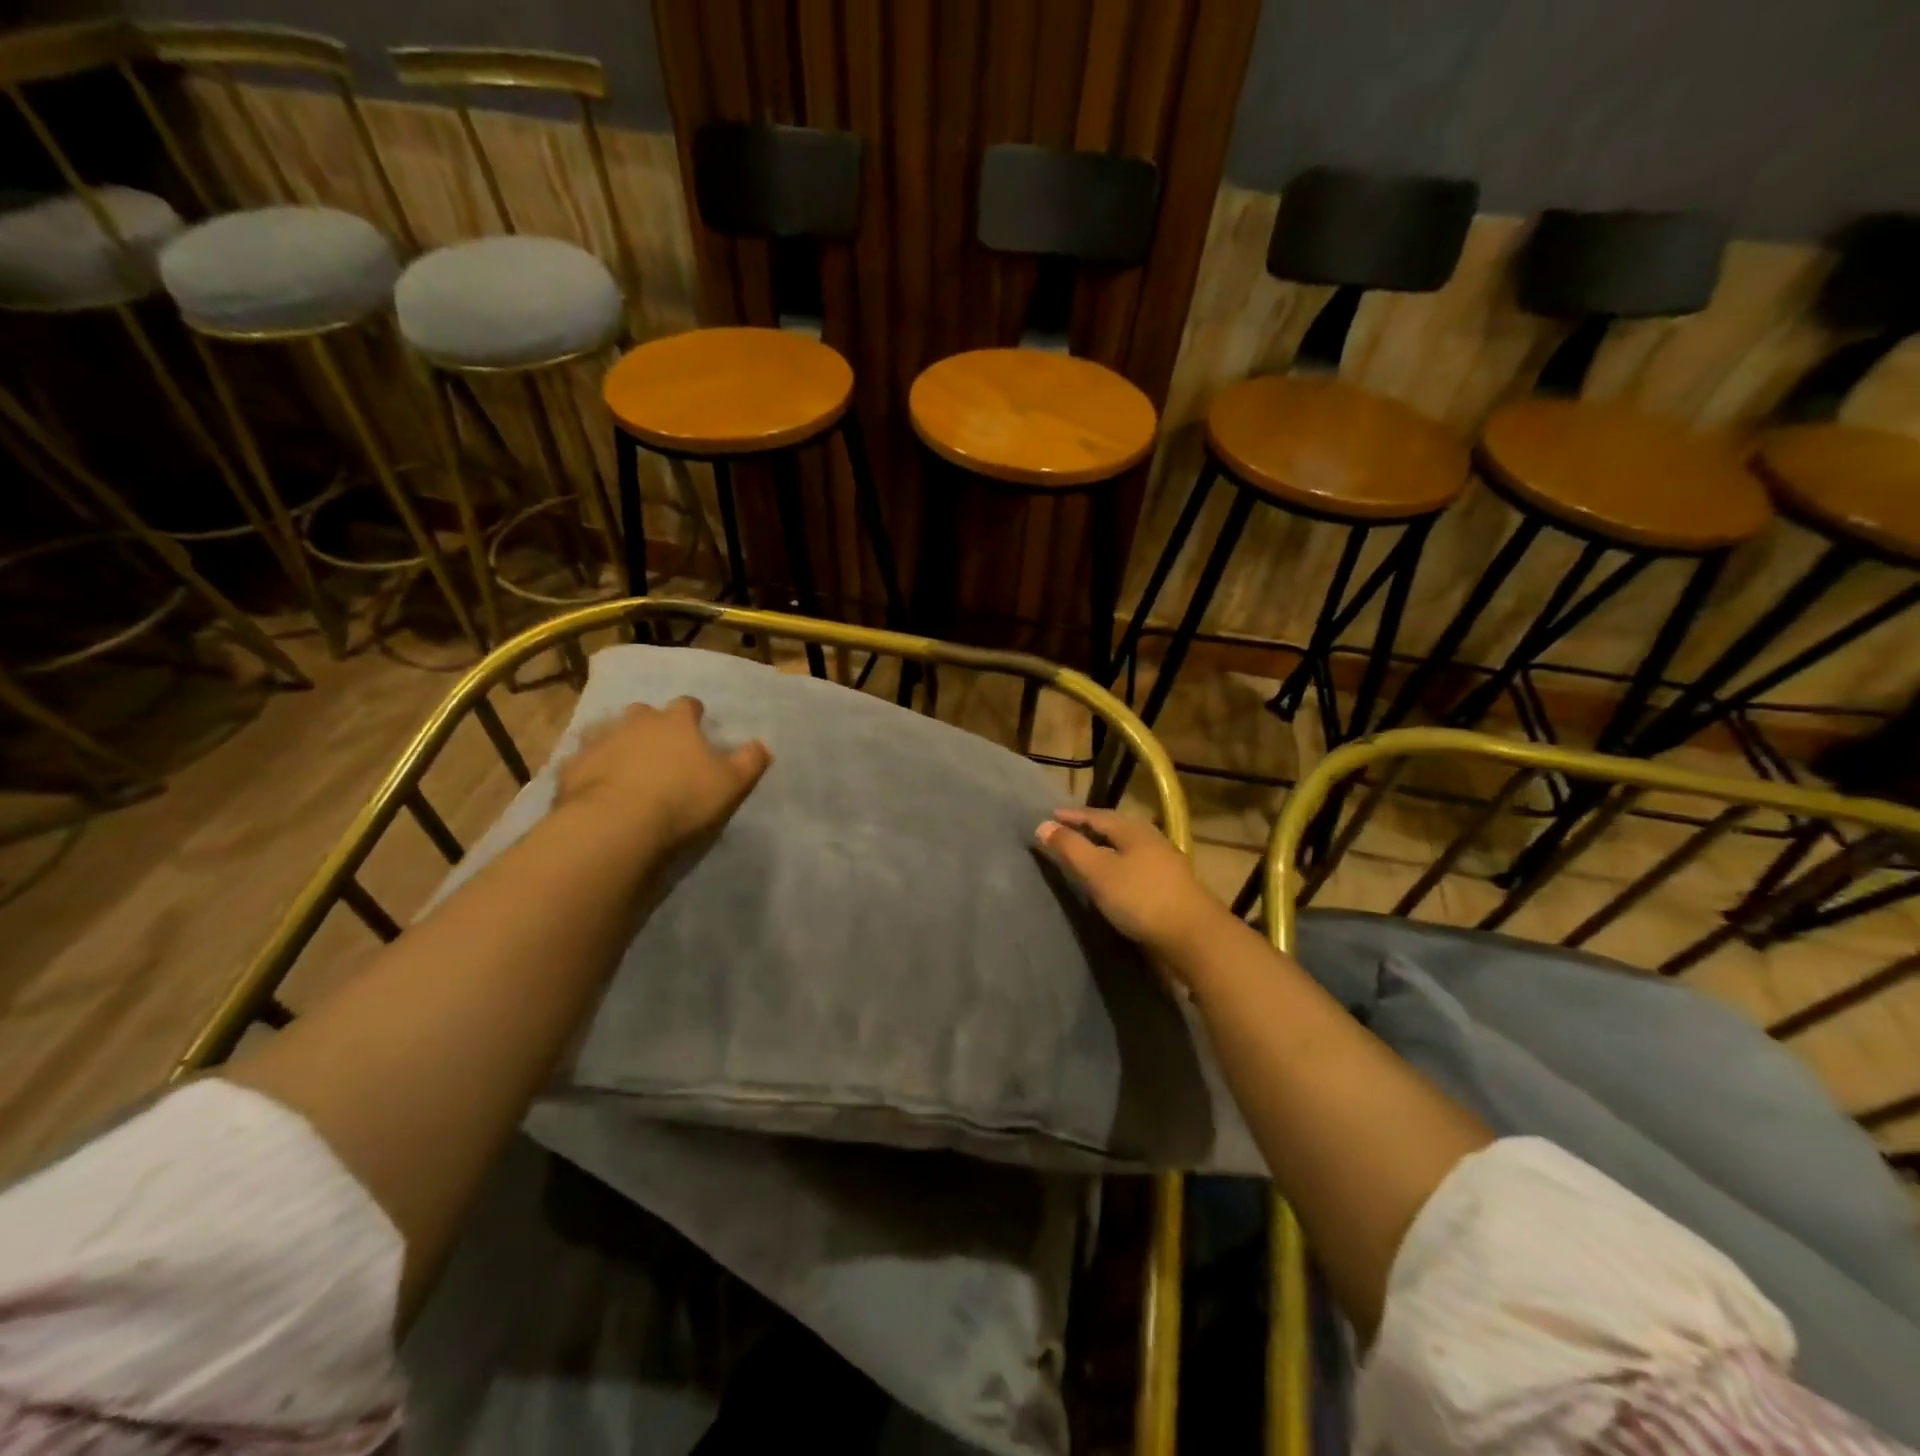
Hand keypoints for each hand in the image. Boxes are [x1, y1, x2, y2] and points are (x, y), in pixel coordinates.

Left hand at [555, 698, 771, 850]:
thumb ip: (750, 761)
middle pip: (643, 712)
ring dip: (616, 740)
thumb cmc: (682, 799)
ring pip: (607, 730)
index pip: (688, 705)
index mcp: (676, 722)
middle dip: (650, 723)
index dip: (694, 714)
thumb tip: (764, 745)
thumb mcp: (731, 784)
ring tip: (623, 761)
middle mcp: (635, 721)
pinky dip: (589, 767)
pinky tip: (594, 783)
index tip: (697, 725)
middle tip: (658, 745)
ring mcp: (599, 741)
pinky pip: (581, 760)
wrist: (617, 823)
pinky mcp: (571, 766)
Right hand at [1033, 808, 1232, 980]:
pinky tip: (1114, 878)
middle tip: (1067, 832)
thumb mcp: (1098, 871)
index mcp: (1133, 830)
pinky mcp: (1171, 885)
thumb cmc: (1140, 898)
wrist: (1194, 937)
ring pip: (1128, 846)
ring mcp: (1165, 862)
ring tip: (1088, 854)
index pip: (1096, 815)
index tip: (1050, 816)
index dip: (1072, 816)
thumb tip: (1042, 824)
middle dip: (1090, 827)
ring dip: (1106, 847)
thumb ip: (1070, 848)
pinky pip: (1136, 865)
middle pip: (1115, 827)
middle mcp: (1151, 839)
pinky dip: (1118, 864)